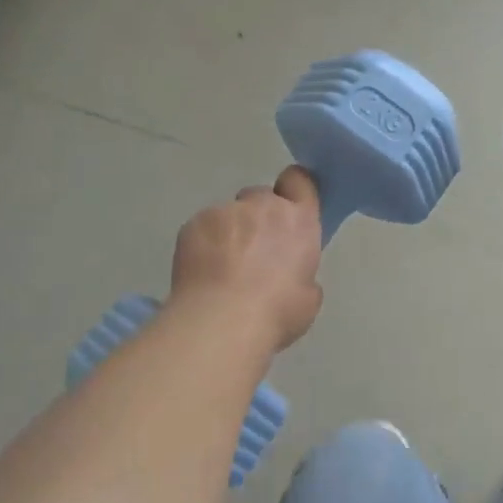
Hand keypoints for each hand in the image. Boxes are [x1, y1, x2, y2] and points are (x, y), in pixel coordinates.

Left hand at [169, 167, 323, 353]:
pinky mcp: (193, 223)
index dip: (294, 190)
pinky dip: (204, 243)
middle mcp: (263, 206)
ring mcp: (225, 211)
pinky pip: (203, 227)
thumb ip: (302, 273)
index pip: (299, 181)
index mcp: (298, 221)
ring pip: (229, 214)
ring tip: (222, 268)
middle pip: (261, 197)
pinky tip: (203, 272)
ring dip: (230, 233)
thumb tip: (290, 275)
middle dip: (259, 218)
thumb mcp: (308, 298)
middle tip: (254, 252)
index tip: (290, 210)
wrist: (221, 322)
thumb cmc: (276, 312)